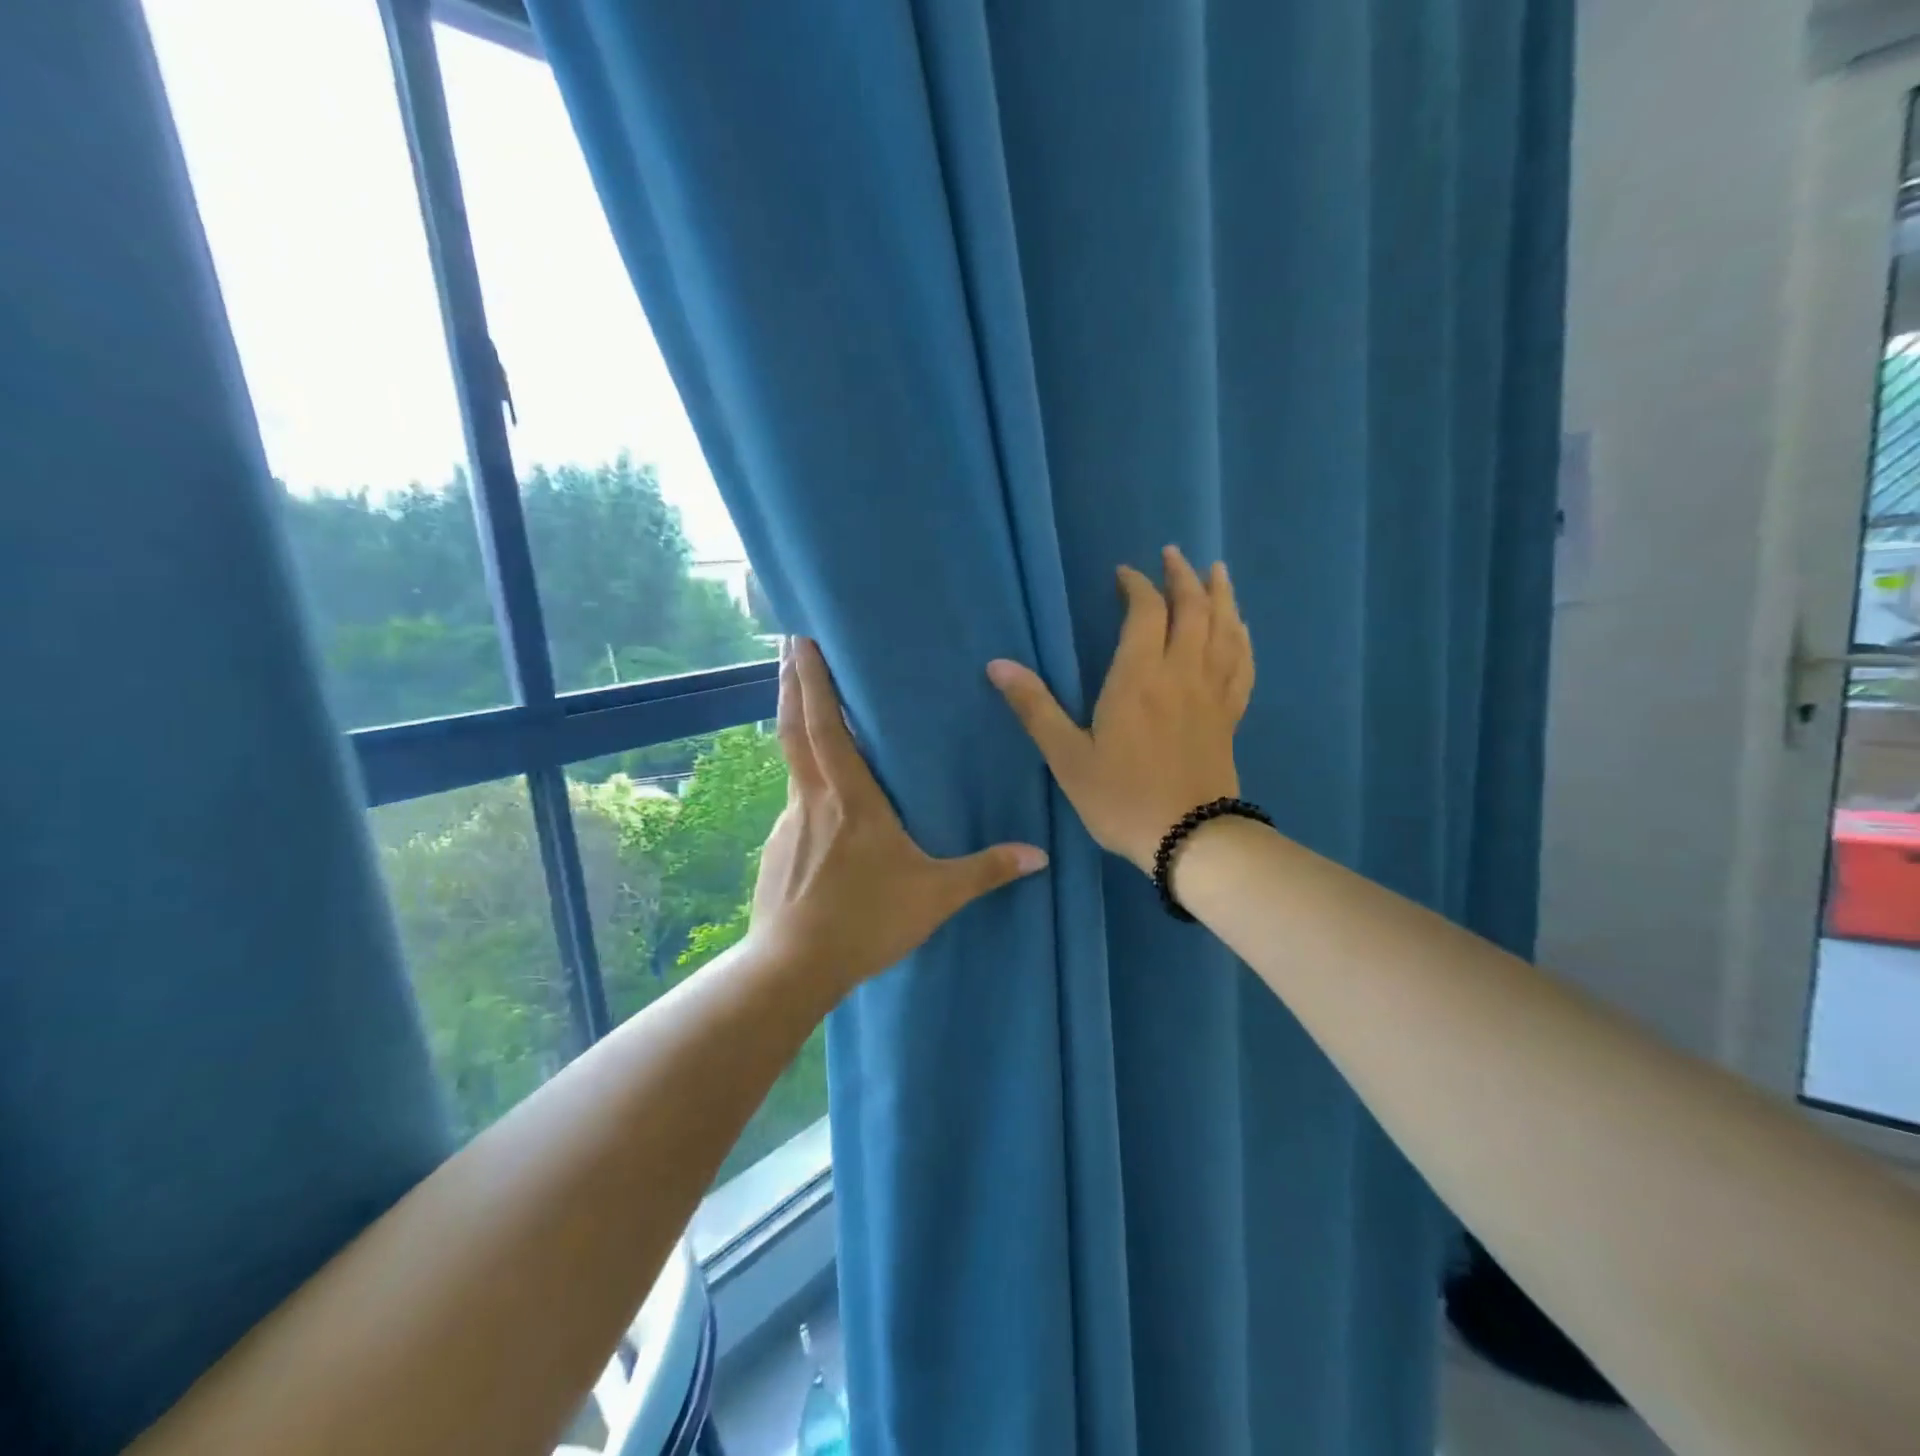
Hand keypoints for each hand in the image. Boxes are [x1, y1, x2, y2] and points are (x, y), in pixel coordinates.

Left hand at [749, 638, 1049, 998]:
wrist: (792, 968)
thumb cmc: (864, 921)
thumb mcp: (935, 896)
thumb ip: (986, 871)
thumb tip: (1039, 855)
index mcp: (850, 798)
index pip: (825, 725)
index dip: (812, 680)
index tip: (800, 638)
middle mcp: (813, 799)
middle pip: (794, 728)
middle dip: (789, 682)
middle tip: (786, 645)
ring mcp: (788, 823)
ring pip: (793, 764)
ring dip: (796, 729)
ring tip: (809, 713)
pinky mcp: (776, 850)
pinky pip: (796, 804)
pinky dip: (805, 785)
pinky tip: (821, 809)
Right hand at [988, 546, 1253, 873]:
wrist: (1189, 839)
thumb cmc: (1121, 798)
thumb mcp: (1066, 757)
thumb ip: (1035, 708)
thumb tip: (997, 665)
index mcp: (1139, 677)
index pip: (1146, 612)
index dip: (1137, 586)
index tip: (1124, 574)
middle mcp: (1181, 673)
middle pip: (1192, 609)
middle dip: (1182, 577)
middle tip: (1173, 555)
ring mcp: (1212, 693)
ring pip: (1225, 630)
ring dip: (1220, 595)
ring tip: (1216, 571)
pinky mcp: (1231, 716)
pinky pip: (1242, 664)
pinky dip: (1241, 638)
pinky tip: (1240, 629)